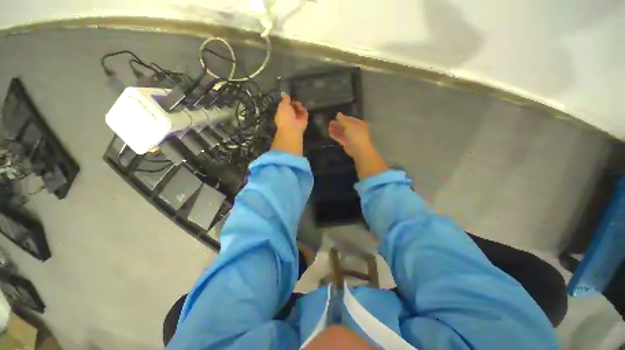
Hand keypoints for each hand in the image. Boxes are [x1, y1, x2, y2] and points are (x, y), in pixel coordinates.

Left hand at [274, 92, 308, 134]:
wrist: (292, 127)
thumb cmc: (284, 116)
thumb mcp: (283, 105)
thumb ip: (285, 99)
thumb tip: (283, 92)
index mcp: (282, 113)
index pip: (285, 106)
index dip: (286, 101)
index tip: (288, 97)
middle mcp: (290, 116)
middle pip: (293, 106)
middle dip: (293, 102)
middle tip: (294, 101)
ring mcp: (297, 118)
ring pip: (299, 108)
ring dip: (298, 105)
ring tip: (297, 105)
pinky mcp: (304, 119)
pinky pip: (304, 112)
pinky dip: (303, 110)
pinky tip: (301, 109)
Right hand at [328, 113, 373, 157]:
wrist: (359, 149)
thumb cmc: (356, 134)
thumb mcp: (349, 125)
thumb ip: (343, 119)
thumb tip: (338, 114)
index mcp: (359, 124)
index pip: (350, 119)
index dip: (343, 118)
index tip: (335, 117)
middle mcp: (355, 130)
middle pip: (345, 126)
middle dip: (338, 124)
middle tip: (330, 122)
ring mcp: (351, 137)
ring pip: (342, 132)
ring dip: (336, 130)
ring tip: (328, 127)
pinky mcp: (346, 144)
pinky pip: (340, 138)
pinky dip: (335, 135)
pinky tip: (329, 133)